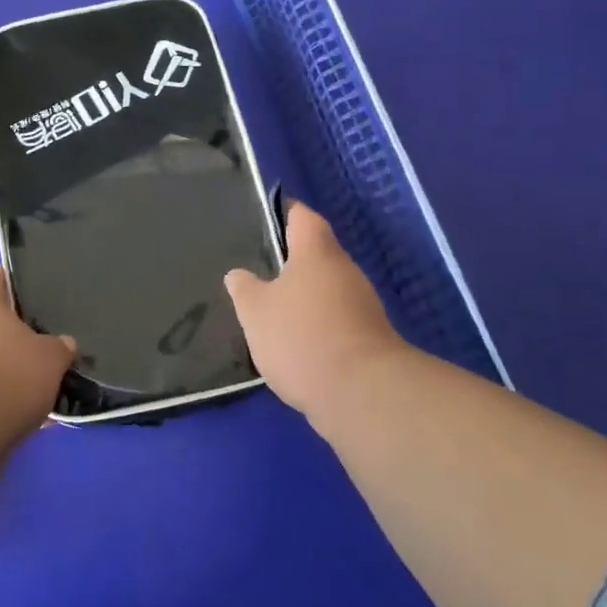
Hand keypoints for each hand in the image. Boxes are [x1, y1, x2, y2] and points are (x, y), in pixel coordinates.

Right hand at [225, 202, 404, 419]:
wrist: (361, 393)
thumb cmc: (301, 336)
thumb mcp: (255, 311)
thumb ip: (244, 288)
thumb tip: (238, 274)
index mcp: (317, 252)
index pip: (302, 216)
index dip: (284, 213)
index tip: (262, 220)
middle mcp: (345, 270)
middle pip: (316, 254)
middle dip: (289, 264)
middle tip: (256, 273)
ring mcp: (362, 305)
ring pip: (326, 290)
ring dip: (302, 298)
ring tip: (270, 313)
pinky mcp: (367, 338)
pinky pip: (334, 320)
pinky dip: (315, 326)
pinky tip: (293, 345)